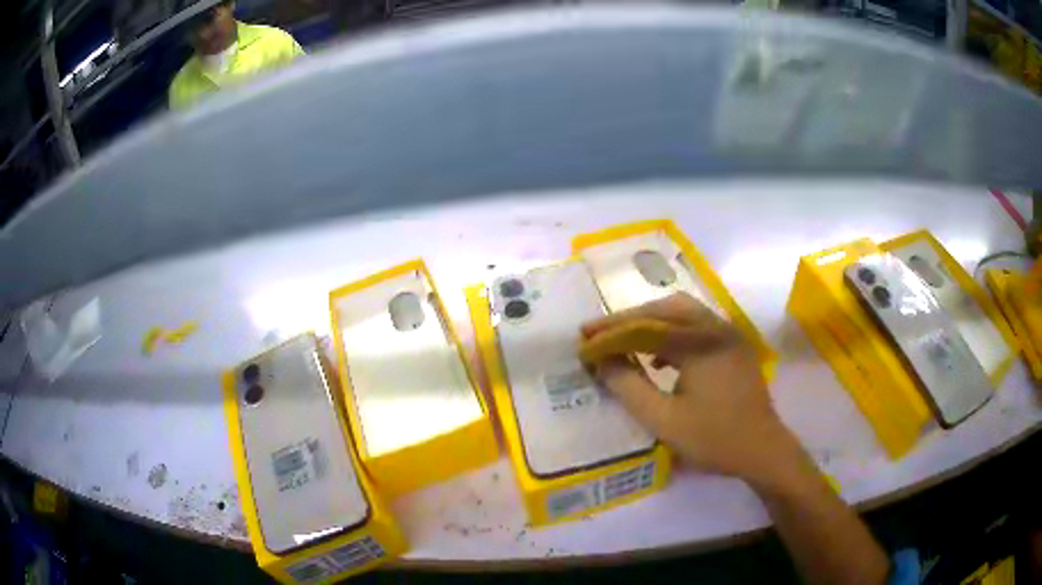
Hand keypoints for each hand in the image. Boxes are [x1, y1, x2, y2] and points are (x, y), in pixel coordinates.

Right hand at [581, 293, 800, 482]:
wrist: (763, 450)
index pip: (645, 327)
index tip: (582, 343)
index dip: (610, 334)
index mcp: (700, 342)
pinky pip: (696, 327)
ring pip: (682, 313)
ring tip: (622, 340)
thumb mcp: (664, 420)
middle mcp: (716, 327)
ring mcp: (729, 335)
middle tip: (598, 333)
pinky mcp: (734, 346)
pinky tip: (658, 357)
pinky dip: (671, 333)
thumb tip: (601, 361)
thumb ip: (629, 388)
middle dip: (628, 319)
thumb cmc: (714, 438)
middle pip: (665, 308)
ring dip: (649, 322)